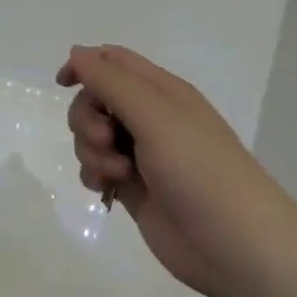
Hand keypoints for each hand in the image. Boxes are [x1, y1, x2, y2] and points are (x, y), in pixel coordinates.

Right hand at [58, 45, 296, 296]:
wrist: (233, 244)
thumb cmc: (198, 169)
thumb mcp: (154, 115)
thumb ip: (111, 82)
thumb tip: (76, 52)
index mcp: (161, 91)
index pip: (113, 61)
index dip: (84, 65)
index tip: (63, 85)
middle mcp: (151, 118)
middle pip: (96, 100)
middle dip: (87, 118)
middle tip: (106, 140)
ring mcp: (142, 154)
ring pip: (93, 136)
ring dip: (91, 150)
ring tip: (117, 173)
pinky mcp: (134, 188)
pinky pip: (98, 168)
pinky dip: (95, 174)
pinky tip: (107, 190)